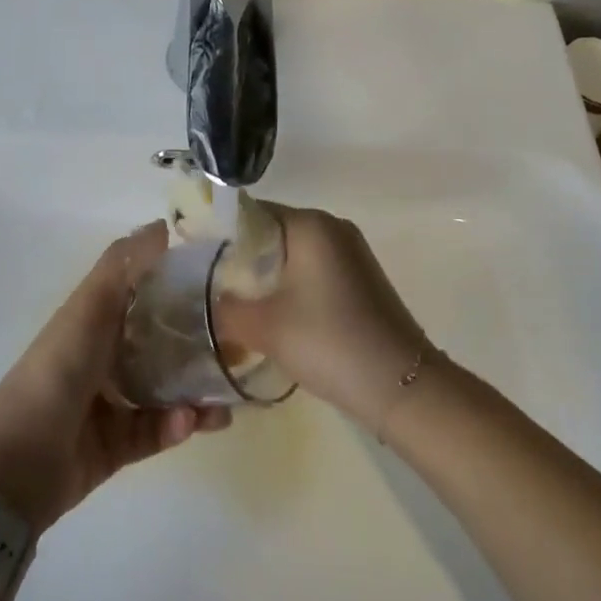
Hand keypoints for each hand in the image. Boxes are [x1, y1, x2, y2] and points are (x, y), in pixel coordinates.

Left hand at [0, 222, 229, 534]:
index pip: (144, 290)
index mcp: (96, 318)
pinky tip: (192, 422)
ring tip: (227, 395)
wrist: (13, 467)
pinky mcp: (117, 445)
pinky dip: (177, 425)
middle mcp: (105, 354)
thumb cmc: (54, 373)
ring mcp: (111, 401)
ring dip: (197, 390)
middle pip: (161, 340)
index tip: (222, 278)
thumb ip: (123, 266)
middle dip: (199, 340)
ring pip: (166, 388)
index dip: (179, 281)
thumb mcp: (88, 309)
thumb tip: (164, 225)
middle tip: (241, 341)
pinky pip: (157, 430)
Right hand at [216, 204, 429, 432]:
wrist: (404, 386)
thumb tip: (209, 302)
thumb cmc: (329, 342)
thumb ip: (225, 309)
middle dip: (241, 260)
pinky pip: (313, 271)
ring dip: (265, 277)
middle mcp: (332, 227)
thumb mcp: (264, 327)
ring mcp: (351, 252)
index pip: (250, 213)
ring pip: (292, 254)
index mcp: (310, 223)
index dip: (220, 235)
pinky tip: (276, 317)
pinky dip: (290, 287)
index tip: (196, 261)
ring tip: (237, 306)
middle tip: (212, 288)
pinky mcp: (361, 279)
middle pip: (271, 232)